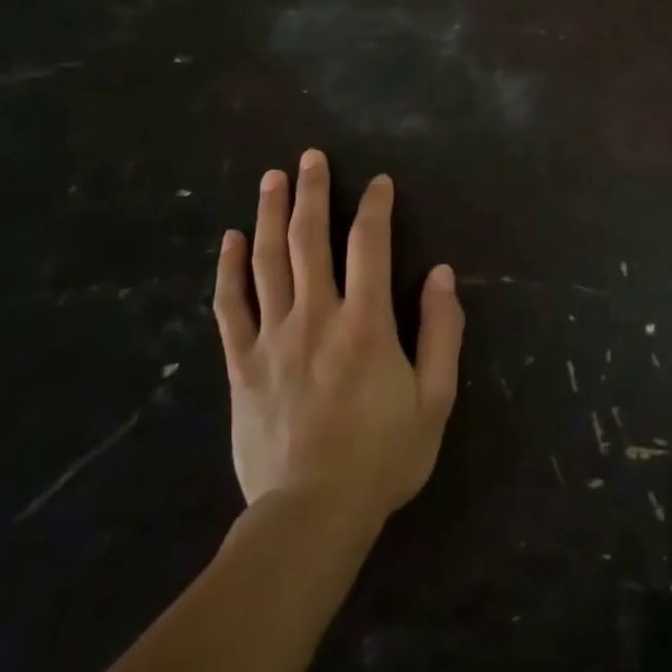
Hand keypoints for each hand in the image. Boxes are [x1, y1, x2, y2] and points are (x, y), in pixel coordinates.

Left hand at [212, 151, 463, 528]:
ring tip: (271, 178)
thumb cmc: (383, 457)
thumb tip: (443, 274)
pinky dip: (229, 270)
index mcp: (366, 323)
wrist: (311, 515)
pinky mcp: (242, 365)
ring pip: (267, 262)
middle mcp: (317, 316)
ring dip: (269, 214)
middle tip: (309, 156)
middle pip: (310, 240)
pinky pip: (230, 307)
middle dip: (312, 192)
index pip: (370, 246)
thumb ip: (443, 332)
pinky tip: (229, 240)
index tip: (378, 182)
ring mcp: (273, 338)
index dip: (375, 207)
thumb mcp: (436, 399)